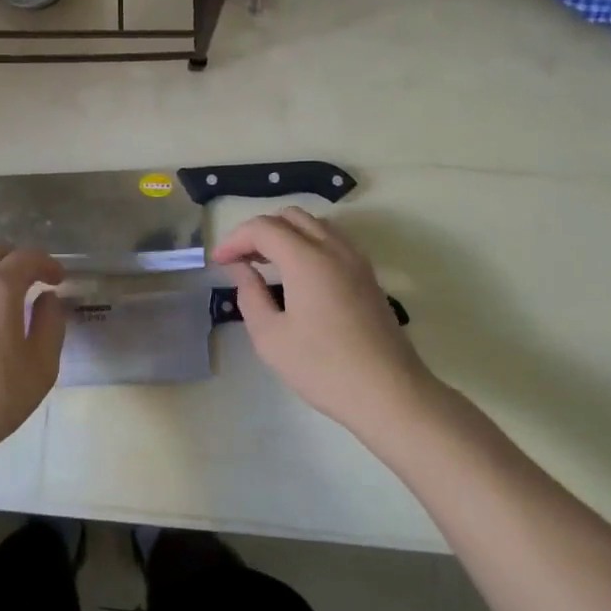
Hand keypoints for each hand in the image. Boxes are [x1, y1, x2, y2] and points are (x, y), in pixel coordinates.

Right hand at [211, 210, 438, 441]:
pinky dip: (308, 244)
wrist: (391, 394)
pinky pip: (332, 241)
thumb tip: (242, 269)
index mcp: (307, 259)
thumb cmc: (324, 368)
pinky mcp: (368, 276)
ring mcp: (356, 260)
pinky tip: (298, 275)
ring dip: (286, 234)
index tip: (219, 262)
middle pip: (290, 216)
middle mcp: (333, 248)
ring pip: (314, 225)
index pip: (263, 228)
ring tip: (267, 264)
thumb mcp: (271, 337)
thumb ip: (250, 295)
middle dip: (260, 231)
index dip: (235, 239)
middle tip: (242, 260)